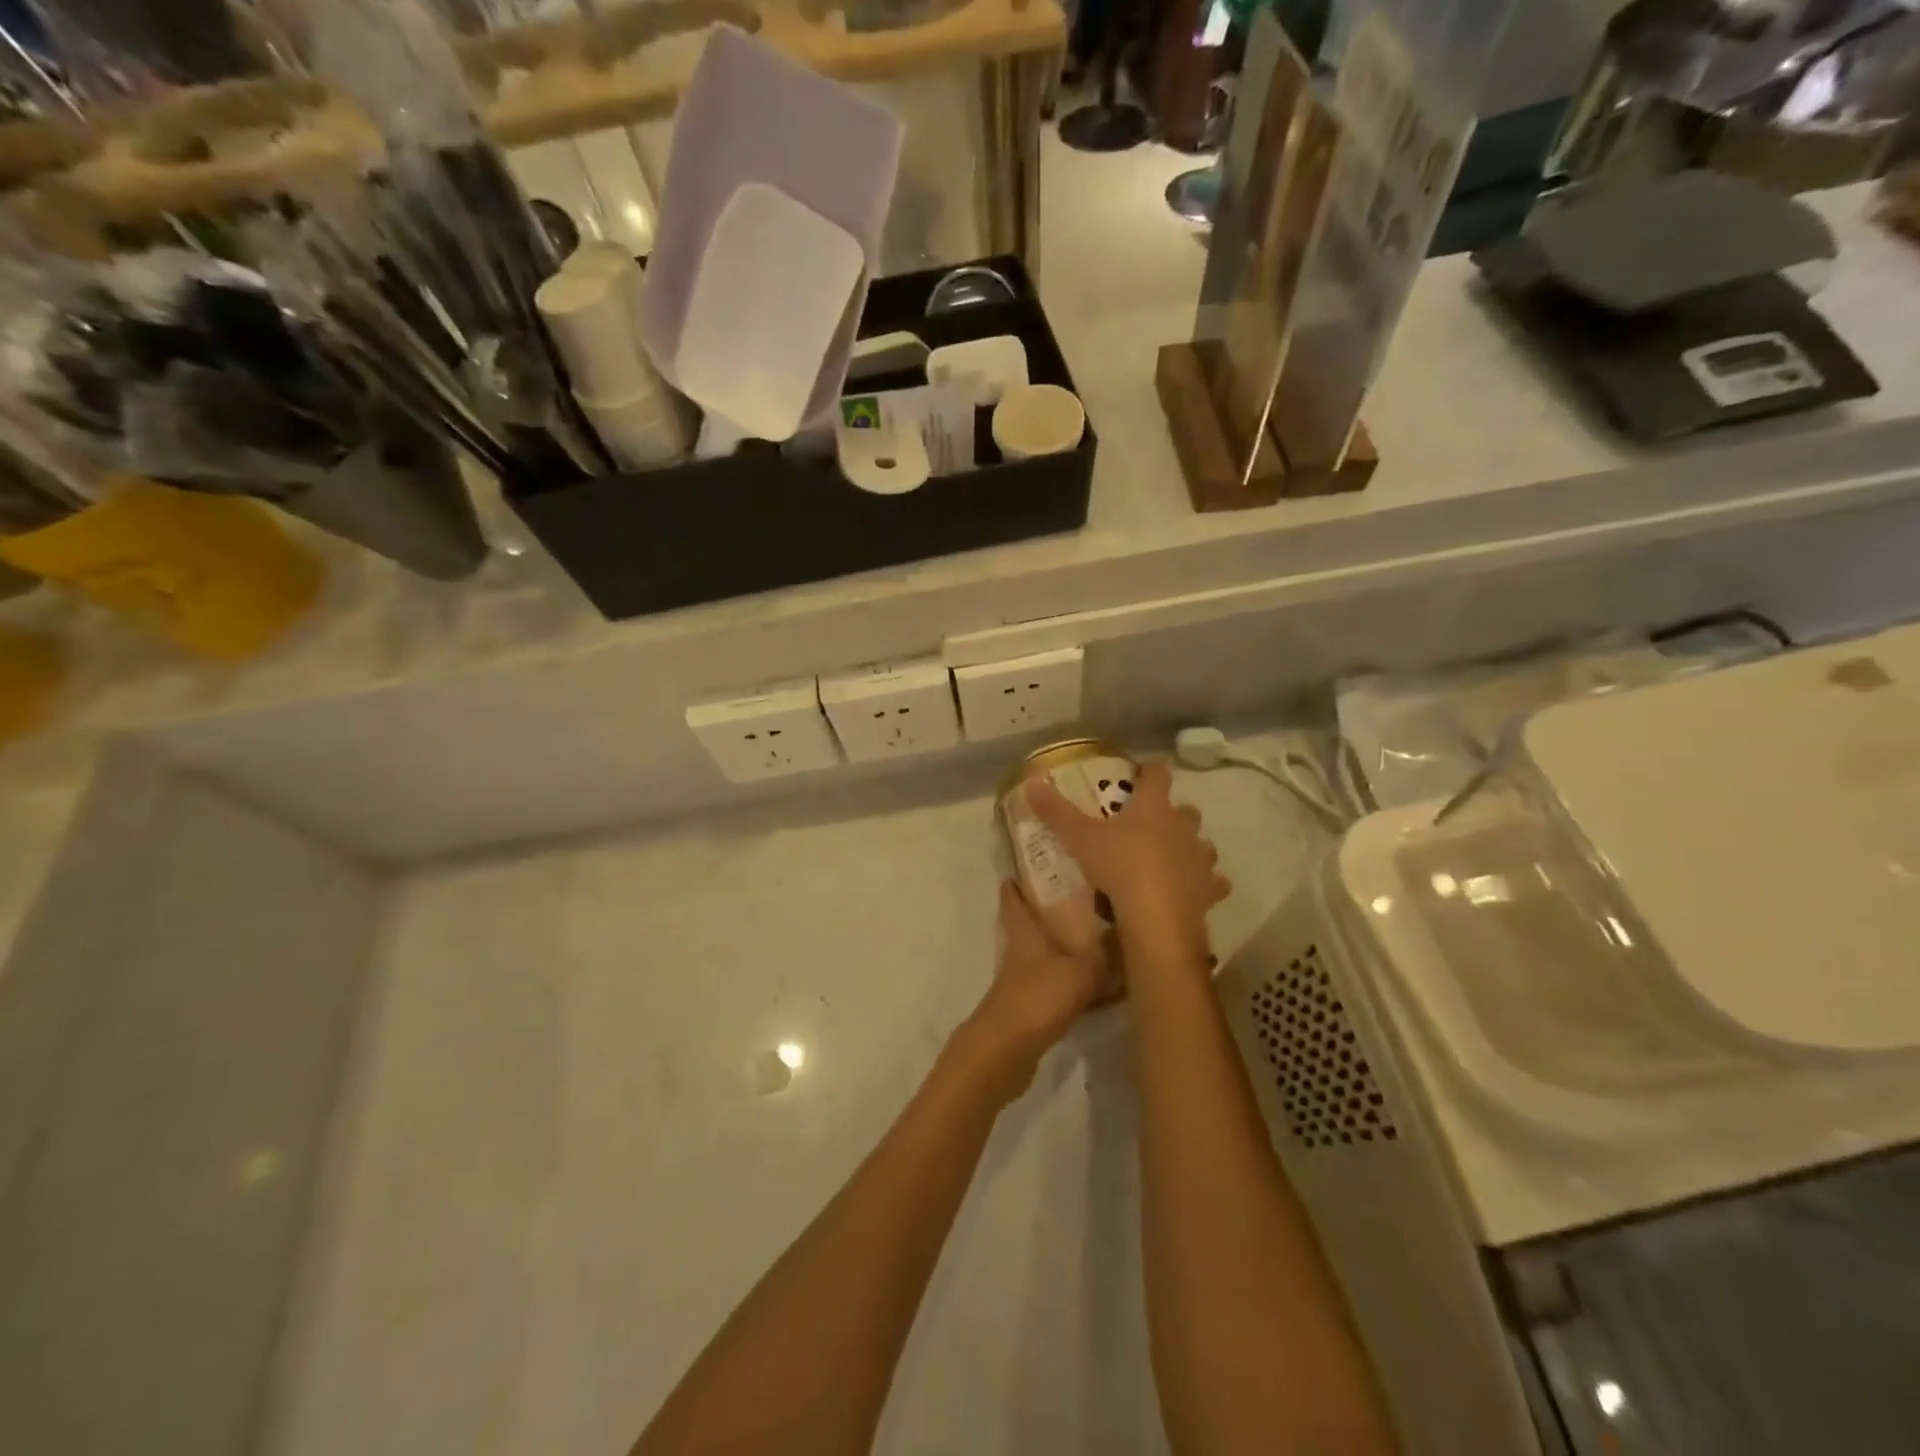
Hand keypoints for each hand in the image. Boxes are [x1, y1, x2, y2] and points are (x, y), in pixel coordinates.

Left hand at [969, 881, 1111, 1068]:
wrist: (1007, 1051)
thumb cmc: (1038, 997)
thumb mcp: (1081, 970)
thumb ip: (1106, 952)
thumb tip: (1129, 928)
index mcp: (1024, 932)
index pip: (1013, 897)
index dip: (1018, 881)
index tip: (1031, 864)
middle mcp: (1020, 952)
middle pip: (1032, 925)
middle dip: (1051, 913)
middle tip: (1081, 899)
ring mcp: (1023, 982)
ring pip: (1047, 957)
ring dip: (1067, 951)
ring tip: (1102, 940)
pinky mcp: (1032, 1009)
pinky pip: (1059, 987)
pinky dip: (1077, 985)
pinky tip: (1104, 989)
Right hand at [1029, 760, 1229, 963]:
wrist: (1157, 919)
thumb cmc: (1119, 868)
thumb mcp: (1080, 839)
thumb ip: (1056, 812)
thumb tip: (1032, 783)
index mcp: (1153, 807)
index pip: (1158, 774)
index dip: (1150, 770)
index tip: (1141, 773)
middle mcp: (1183, 827)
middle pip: (1186, 810)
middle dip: (1172, 813)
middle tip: (1150, 823)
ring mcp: (1200, 858)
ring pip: (1202, 845)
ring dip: (1190, 847)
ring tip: (1171, 858)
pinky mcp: (1209, 889)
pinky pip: (1213, 882)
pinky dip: (1204, 884)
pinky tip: (1192, 891)